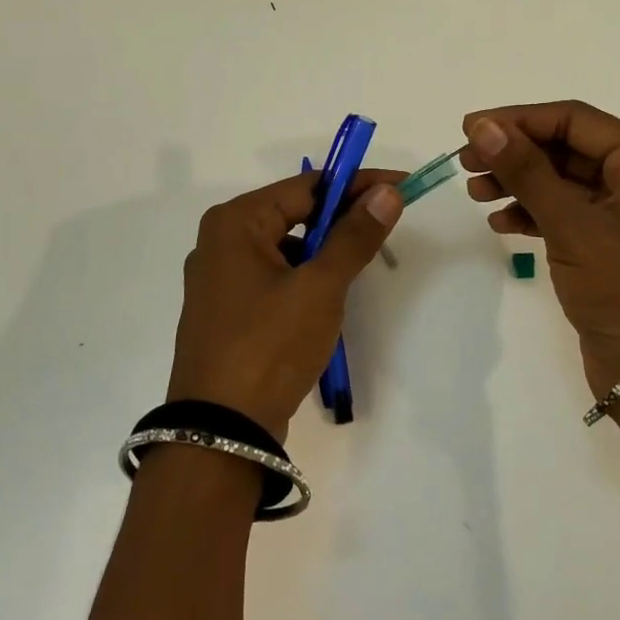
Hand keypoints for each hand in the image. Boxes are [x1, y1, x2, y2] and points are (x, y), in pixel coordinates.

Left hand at [168, 169, 403, 438]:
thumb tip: (387, 192)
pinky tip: (328, 297)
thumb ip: (355, 236)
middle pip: (294, 213)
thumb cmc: (269, 346)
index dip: (357, 185)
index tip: (399, 187)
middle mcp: (220, 241)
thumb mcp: (320, 287)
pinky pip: (274, 276)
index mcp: (235, 222)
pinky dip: (304, 277)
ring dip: (325, 251)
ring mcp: (219, 279)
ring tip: (360, 264)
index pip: (308, 187)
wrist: (220, 434)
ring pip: (287, 247)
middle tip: (387, 223)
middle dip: (342, 218)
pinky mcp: (227, 311)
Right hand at [461, 101, 619, 398]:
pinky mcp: (605, 241)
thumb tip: (482, 126)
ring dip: (517, 182)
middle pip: (565, 147)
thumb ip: (526, 170)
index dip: (519, 119)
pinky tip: (500, 222)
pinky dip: (530, 211)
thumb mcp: (572, 224)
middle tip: (465, 161)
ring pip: (559, 179)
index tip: (469, 127)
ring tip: (475, 193)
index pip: (574, 119)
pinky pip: (562, 210)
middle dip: (515, 152)